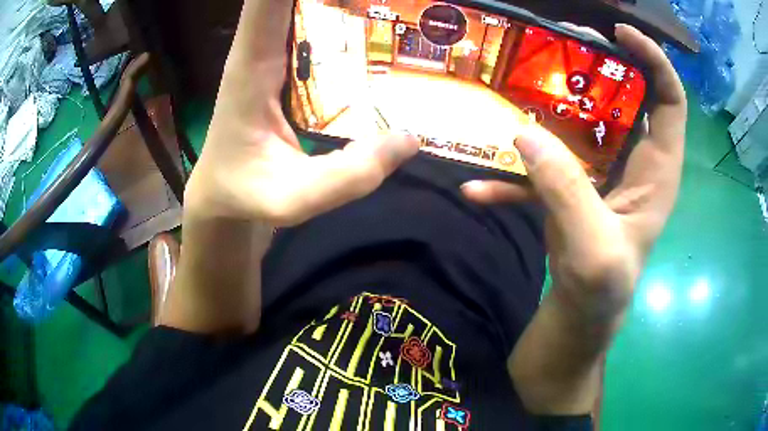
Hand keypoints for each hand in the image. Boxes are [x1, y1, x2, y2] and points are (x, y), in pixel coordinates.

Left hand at [185, 1, 418, 225]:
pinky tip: (379, 31)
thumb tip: (410, 138)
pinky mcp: (288, 67)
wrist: (222, 195)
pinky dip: (344, 20)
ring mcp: (276, 54)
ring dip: (345, 4)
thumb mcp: (291, 199)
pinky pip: (317, 30)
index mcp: (252, 65)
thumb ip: (347, 177)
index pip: (266, 0)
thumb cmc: (245, 194)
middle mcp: (263, 48)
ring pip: (308, 7)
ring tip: (395, 6)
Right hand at [462, 24, 686, 320]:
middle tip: (557, 44)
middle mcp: (633, 161)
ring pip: (580, 122)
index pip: (670, 100)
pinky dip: (513, 175)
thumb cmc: (602, 291)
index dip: (654, 61)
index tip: (620, 34)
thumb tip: (524, 133)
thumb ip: (566, 192)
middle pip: (623, 97)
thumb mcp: (593, 249)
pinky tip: (476, 188)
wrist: (579, 317)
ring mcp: (599, 172)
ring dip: (549, 105)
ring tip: (515, 88)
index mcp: (657, 170)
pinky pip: (543, 168)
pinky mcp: (570, 186)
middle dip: (595, 65)